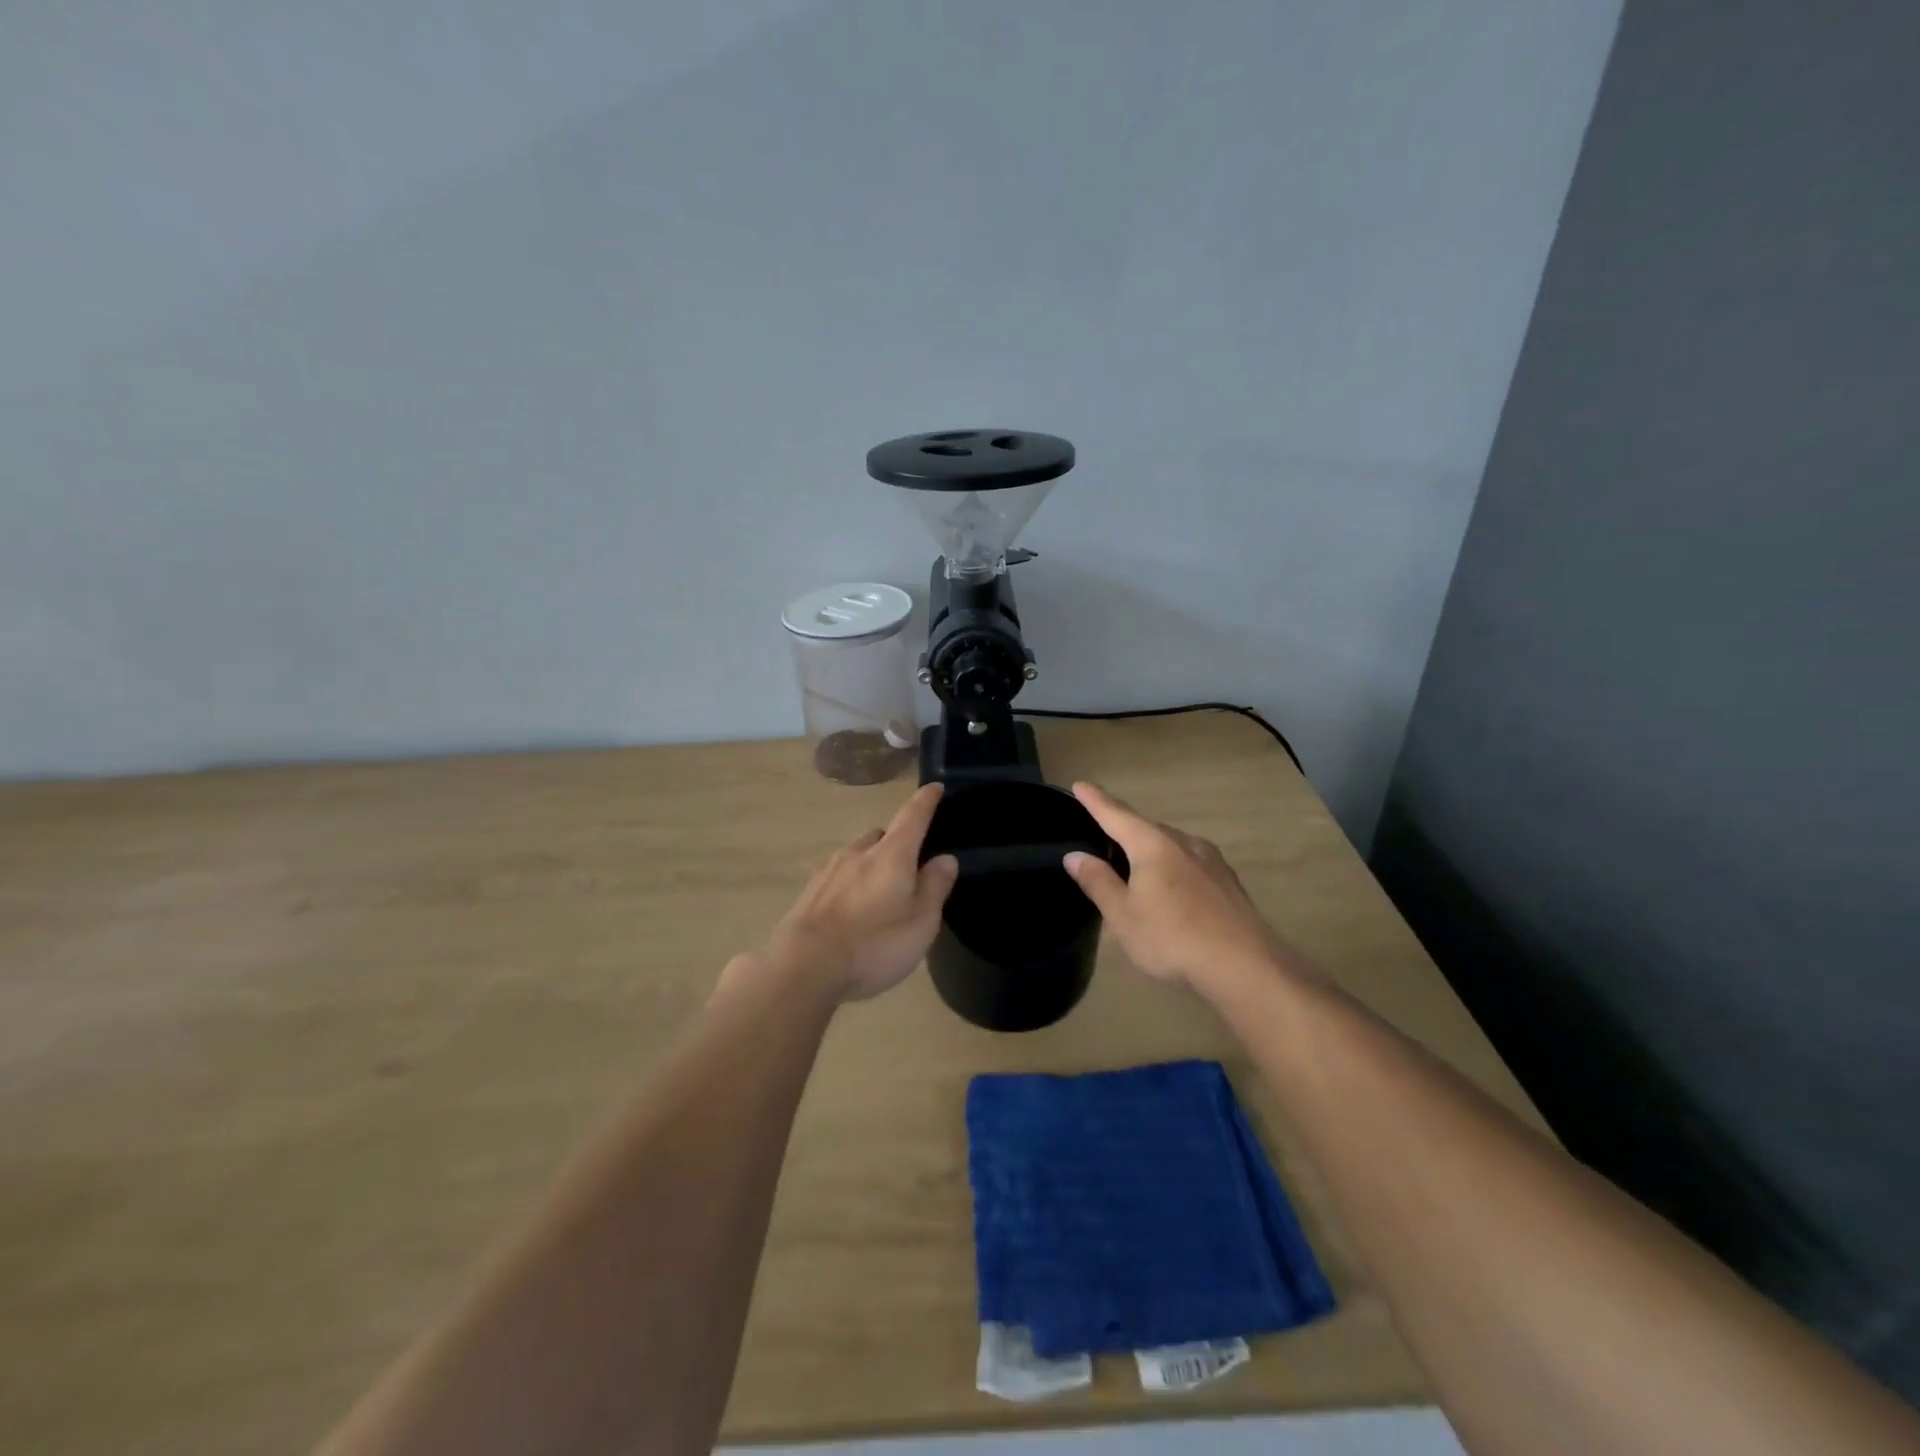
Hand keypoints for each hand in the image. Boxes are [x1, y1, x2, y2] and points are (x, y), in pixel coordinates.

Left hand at [766, 784, 959, 1002]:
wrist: (803, 967)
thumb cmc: (873, 945)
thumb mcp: (920, 922)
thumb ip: (934, 887)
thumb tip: (945, 857)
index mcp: (892, 855)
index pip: (913, 816)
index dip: (926, 801)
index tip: (934, 788)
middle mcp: (860, 852)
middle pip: (882, 835)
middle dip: (897, 842)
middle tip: (909, 866)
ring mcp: (830, 869)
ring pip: (858, 853)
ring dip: (872, 862)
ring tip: (880, 891)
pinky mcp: (811, 890)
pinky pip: (839, 874)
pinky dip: (851, 881)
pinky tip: (852, 907)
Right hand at [1063, 781, 1292, 992]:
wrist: (1244, 965)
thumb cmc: (1171, 937)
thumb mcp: (1122, 915)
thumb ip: (1098, 882)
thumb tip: (1075, 856)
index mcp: (1152, 844)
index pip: (1115, 815)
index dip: (1095, 801)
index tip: (1080, 785)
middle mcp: (1182, 842)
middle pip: (1145, 828)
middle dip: (1124, 831)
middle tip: (1104, 841)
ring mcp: (1210, 860)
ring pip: (1171, 846)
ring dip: (1150, 852)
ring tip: (1136, 873)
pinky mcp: (1228, 882)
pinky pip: (1190, 864)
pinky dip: (1173, 869)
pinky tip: (1173, 892)